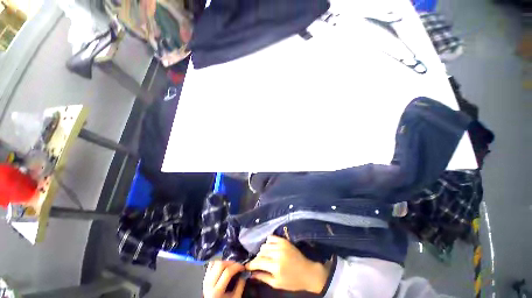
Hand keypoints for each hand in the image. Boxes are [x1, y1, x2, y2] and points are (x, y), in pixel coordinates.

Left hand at [203, 261, 245, 297]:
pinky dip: (218, 263)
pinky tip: (223, 266)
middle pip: (220, 265)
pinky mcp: (205, 278)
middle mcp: (209, 285)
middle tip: (237, 265)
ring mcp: (206, 281)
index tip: (242, 267)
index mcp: (216, 292)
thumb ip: (240, 286)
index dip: (237, 266)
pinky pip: (211, 265)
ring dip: (225, 262)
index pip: (227, 272)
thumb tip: (244, 274)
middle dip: (231, 262)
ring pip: (215, 263)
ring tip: (231, 266)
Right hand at [245, 235, 328, 293]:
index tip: (246, 266)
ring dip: (262, 251)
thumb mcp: (277, 284)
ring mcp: (281, 245)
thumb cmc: (292, 281)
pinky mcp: (284, 240)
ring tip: (265, 257)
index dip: (251, 264)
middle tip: (257, 264)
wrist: (307, 272)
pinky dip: (268, 242)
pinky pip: (271, 237)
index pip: (258, 262)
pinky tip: (269, 248)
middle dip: (257, 259)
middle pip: (260, 253)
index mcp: (276, 266)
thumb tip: (251, 274)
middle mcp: (277, 253)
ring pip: (265, 245)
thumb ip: (263, 277)